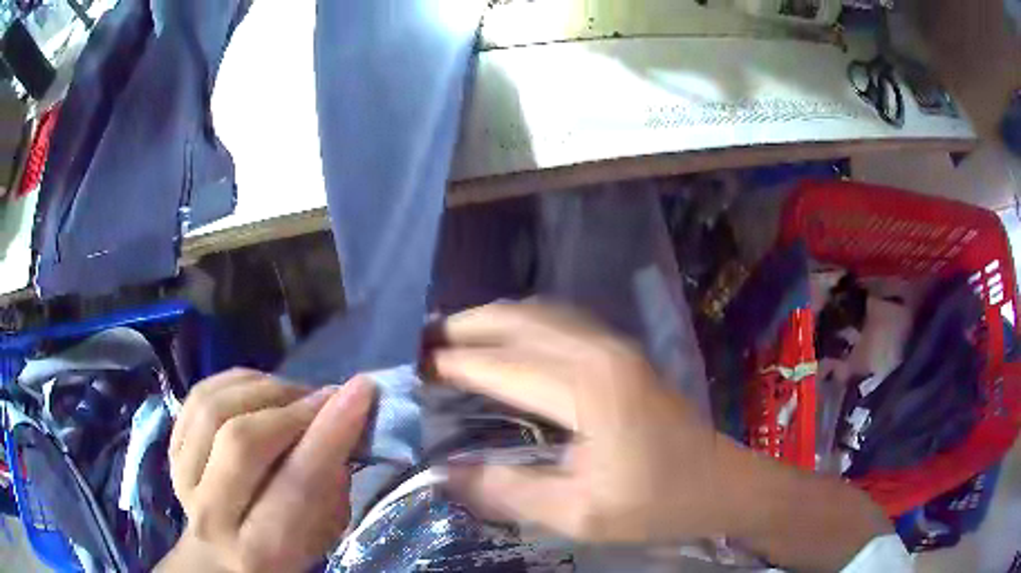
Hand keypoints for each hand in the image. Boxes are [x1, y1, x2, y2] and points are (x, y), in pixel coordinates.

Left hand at [159, 369, 374, 572]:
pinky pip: (200, 395)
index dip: (329, 434)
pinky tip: (259, 390)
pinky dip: (235, 382)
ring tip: (292, 395)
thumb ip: (330, 490)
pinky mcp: (171, 450)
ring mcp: (182, 478)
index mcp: (260, 552)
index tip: (361, 391)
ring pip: (214, 408)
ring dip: (263, 389)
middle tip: (323, 397)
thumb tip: (336, 424)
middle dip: (292, 408)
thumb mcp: (321, 538)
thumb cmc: (282, 551)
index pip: (296, 486)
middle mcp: (212, 516)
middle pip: (243, 440)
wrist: (219, 556)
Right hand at [430, 302, 728, 543]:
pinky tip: (505, 342)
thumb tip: (447, 474)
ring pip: (538, 313)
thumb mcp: (579, 514)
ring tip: (450, 339)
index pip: (500, 364)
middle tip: (421, 343)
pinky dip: (521, 324)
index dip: (451, 363)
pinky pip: (558, 322)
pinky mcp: (621, 353)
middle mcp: (598, 351)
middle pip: (516, 320)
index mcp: (588, 388)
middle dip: (463, 327)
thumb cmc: (656, 503)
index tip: (411, 366)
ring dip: (491, 321)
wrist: (720, 485)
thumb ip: (509, 492)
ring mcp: (614, 346)